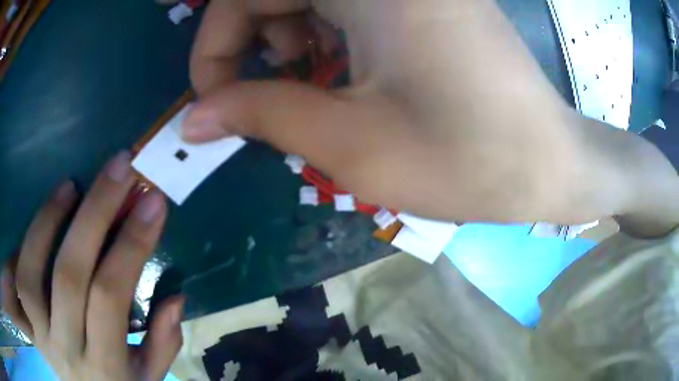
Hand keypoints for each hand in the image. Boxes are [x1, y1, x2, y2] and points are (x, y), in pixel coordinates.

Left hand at [2, 152, 182, 379]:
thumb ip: (163, 344)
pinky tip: (50, 207)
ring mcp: (41, 334)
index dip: (131, 245)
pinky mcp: (29, 321)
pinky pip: (21, 276)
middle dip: (95, 214)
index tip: (152, 201)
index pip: (111, 297)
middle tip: (120, 167)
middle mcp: (68, 349)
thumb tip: (175, 298)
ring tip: (73, 184)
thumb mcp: (150, 377)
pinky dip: (31, 236)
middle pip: (70, 276)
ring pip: (33, 273)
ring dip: (50, 220)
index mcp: (107, 366)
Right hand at [183, 0, 678, 233]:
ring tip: (302, 90)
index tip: (209, 99)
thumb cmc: (468, 164)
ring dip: (282, 40)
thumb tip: (195, 117)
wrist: (546, 165)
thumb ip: (258, 116)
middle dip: (245, 43)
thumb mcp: (349, 146)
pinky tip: (337, 72)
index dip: (213, 43)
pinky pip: (340, 3)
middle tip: (251, 100)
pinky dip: (318, 34)